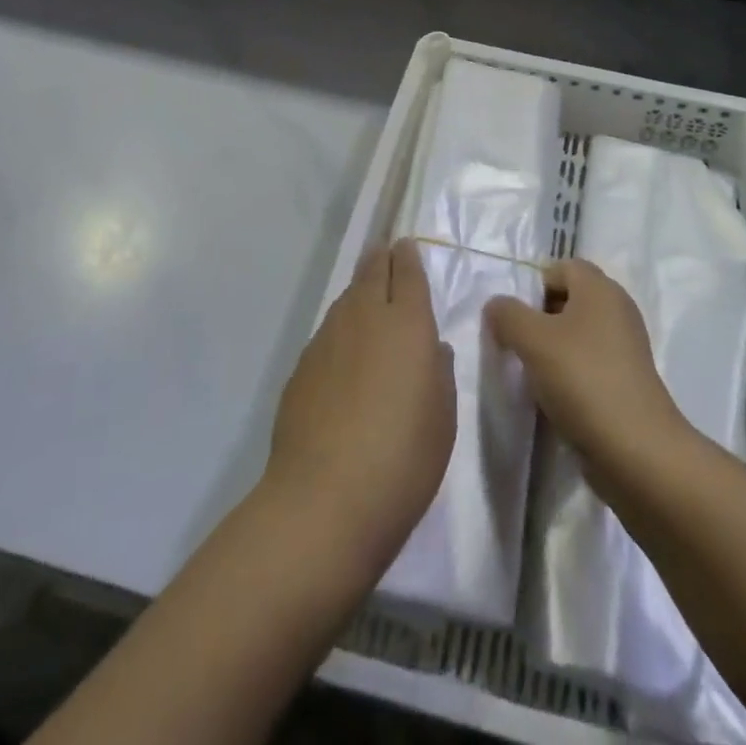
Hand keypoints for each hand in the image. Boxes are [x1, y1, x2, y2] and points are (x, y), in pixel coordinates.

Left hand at [264, 241, 455, 580]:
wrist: (324, 499)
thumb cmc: (403, 458)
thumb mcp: (443, 418)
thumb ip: (440, 373)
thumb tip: (433, 349)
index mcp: (407, 324)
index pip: (408, 273)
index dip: (408, 257)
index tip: (406, 245)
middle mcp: (365, 318)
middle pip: (372, 272)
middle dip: (381, 259)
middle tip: (387, 255)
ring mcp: (327, 340)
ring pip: (346, 299)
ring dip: (359, 291)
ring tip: (367, 296)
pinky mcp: (302, 367)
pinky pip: (328, 332)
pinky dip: (341, 328)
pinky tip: (344, 350)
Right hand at [487, 260, 686, 491]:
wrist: (636, 451)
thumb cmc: (583, 380)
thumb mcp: (533, 340)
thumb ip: (507, 315)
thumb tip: (496, 305)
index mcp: (600, 288)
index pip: (562, 267)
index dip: (534, 284)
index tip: (513, 316)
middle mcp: (617, 309)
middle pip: (570, 299)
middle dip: (539, 317)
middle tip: (516, 343)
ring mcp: (626, 347)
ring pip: (578, 334)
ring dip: (552, 349)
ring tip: (530, 374)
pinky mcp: (626, 381)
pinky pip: (589, 363)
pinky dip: (570, 374)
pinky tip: (553, 397)